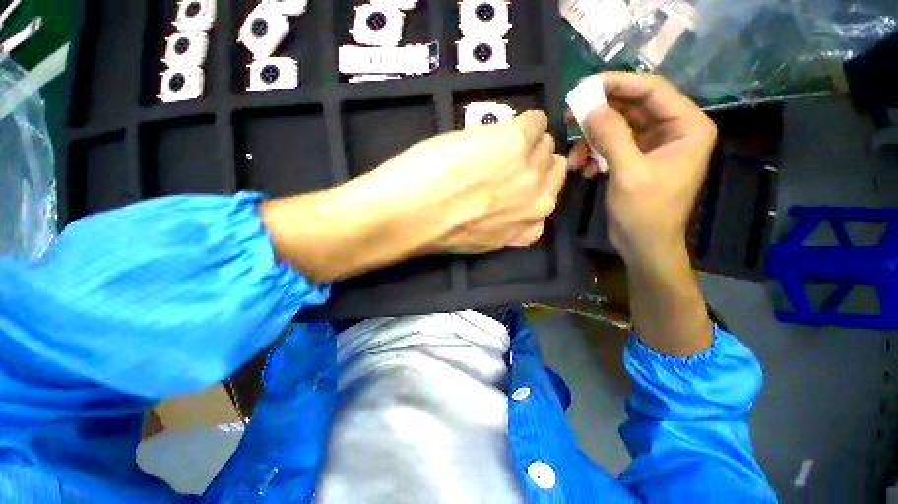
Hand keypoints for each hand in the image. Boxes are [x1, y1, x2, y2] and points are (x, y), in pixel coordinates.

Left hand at [261, 111, 566, 281]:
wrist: (409, 215)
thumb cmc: (438, 230)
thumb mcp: (483, 238)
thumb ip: (505, 222)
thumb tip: (512, 201)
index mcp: (529, 227)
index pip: (547, 195)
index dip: (528, 183)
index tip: (512, 176)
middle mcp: (539, 202)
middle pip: (551, 167)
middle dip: (531, 162)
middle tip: (504, 159)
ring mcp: (531, 170)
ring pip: (545, 144)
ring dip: (525, 142)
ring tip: (496, 144)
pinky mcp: (514, 141)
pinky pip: (535, 121)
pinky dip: (524, 122)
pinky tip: (498, 127)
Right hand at [568, 72, 716, 266]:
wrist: (644, 245)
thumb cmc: (646, 212)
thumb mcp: (629, 172)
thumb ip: (611, 137)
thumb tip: (590, 108)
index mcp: (687, 126)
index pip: (652, 90)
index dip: (618, 84)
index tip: (585, 86)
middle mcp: (673, 130)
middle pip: (632, 107)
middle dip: (599, 113)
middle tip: (569, 115)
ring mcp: (653, 145)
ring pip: (618, 127)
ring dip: (592, 140)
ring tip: (574, 157)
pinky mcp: (636, 159)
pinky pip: (612, 145)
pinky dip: (595, 154)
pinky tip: (583, 169)